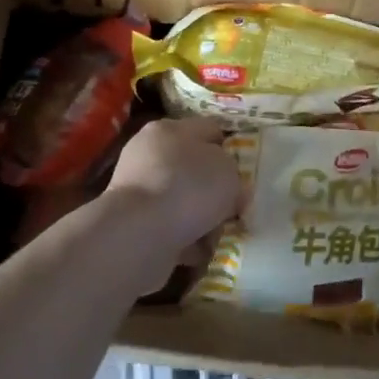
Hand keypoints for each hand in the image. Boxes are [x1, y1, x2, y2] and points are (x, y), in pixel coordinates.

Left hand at [102, 117, 242, 254]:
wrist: (141, 232)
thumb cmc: (190, 188)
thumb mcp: (228, 170)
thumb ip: (232, 172)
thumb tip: (226, 185)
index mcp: (170, 129)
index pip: (208, 129)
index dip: (230, 148)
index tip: (244, 171)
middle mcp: (149, 154)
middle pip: (193, 167)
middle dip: (214, 188)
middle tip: (234, 206)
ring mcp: (138, 188)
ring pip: (182, 200)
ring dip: (201, 216)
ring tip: (219, 233)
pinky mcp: (133, 221)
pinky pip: (170, 227)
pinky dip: (186, 238)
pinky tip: (200, 249)